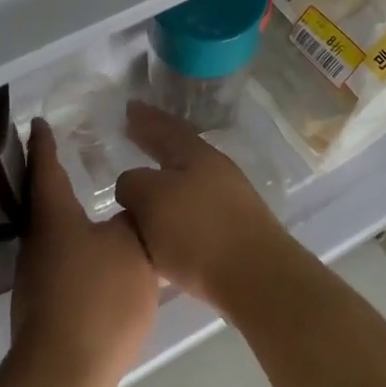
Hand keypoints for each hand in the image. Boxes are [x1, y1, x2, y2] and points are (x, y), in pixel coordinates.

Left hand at [9, 119, 159, 386]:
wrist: (65, 373)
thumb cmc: (99, 299)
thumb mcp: (132, 248)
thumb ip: (134, 220)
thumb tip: (130, 208)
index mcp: (54, 218)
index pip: (45, 169)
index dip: (44, 144)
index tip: (39, 122)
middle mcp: (36, 242)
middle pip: (43, 201)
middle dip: (55, 178)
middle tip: (74, 157)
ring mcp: (35, 277)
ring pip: (51, 233)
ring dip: (67, 215)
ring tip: (91, 202)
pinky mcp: (42, 305)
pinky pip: (59, 260)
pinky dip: (74, 245)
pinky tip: (96, 254)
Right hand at [113, 101, 297, 311]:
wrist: (256, 278)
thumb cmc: (198, 233)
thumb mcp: (151, 199)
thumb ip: (133, 183)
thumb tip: (133, 185)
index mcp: (196, 155)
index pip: (165, 127)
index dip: (145, 119)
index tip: (129, 108)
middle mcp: (215, 171)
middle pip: (179, 151)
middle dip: (154, 143)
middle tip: (133, 133)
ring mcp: (228, 201)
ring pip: (185, 182)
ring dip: (162, 180)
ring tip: (140, 187)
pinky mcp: (232, 232)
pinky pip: (191, 211)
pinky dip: (172, 211)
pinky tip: (160, 225)